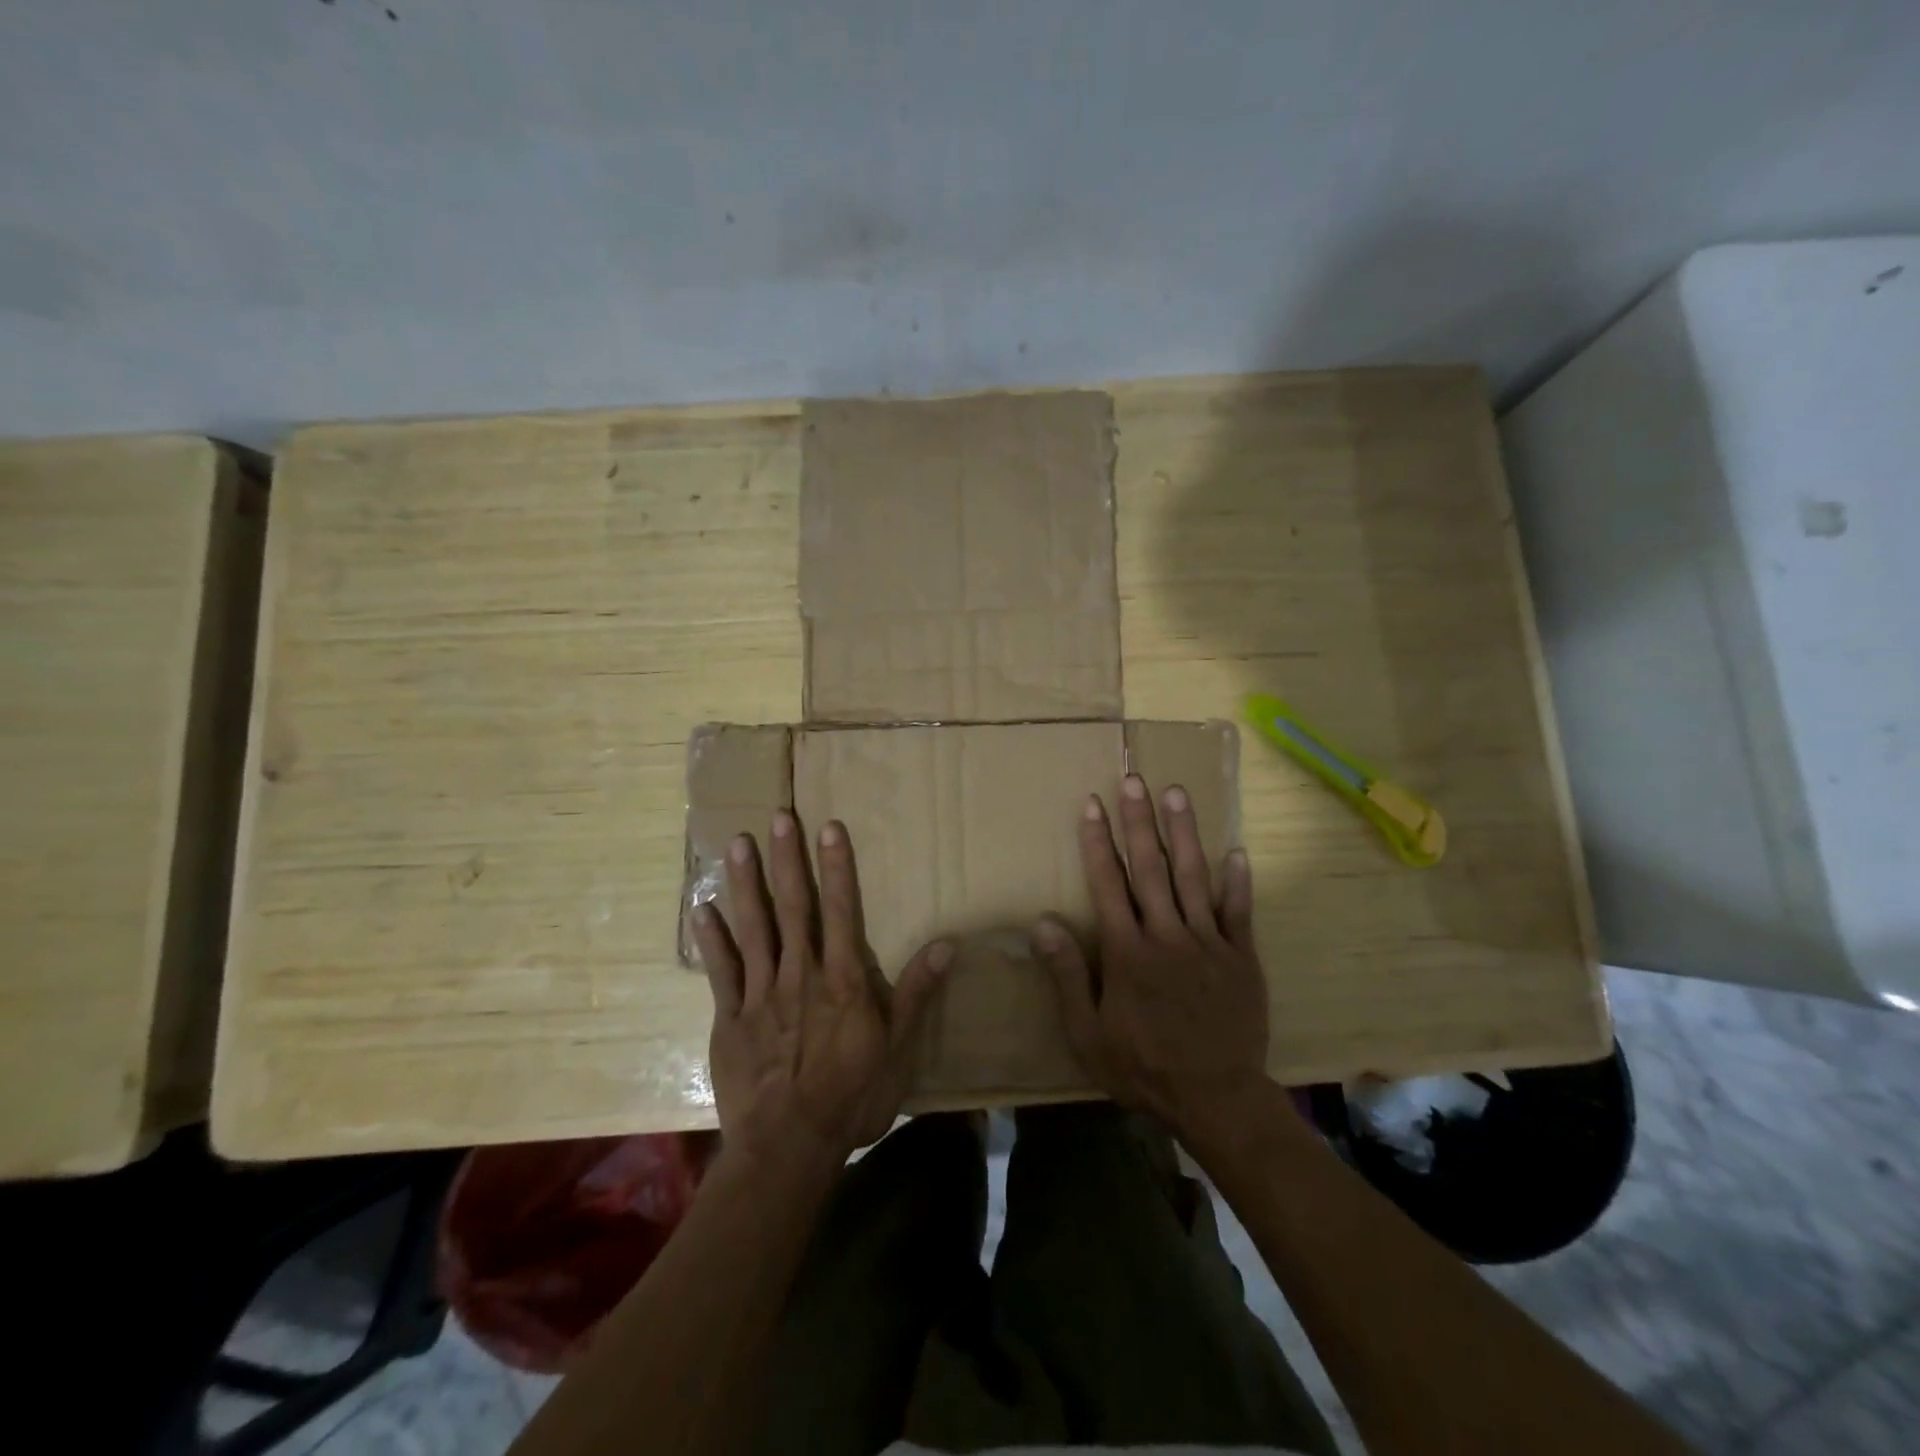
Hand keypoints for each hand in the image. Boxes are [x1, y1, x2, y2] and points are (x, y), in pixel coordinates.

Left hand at [690, 811, 951, 1167]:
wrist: (788, 1146)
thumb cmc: (851, 1096)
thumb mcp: (898, 1048)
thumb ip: (917, 992)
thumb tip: (947, 943)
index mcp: (842, 979)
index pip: (841, 909)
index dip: (836, 866)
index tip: (828, 827)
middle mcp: (800, 974)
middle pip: (793, 907)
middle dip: (787, 860)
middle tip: (778, 817)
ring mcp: (761, 994)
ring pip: (753, 927)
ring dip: (745, 883)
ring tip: (738, 844)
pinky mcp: (731, 1018)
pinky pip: (721, 970)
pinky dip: (712, 939)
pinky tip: (702, 909)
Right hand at [1032, 775, 1270, 1138]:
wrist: (1216, 1097)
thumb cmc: (1143, 1067)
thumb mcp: (1088, 1033)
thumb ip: (1067, 975)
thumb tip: (1043, 923)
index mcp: (1128, 952)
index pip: (1108, 883)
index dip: (1098, 842)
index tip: (1092, 805)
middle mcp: (1167, 935)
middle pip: (1150, 867)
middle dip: (1139, 821)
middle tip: (1134, 780)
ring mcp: (1208, 943)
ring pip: (1193, 877)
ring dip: (1183, 833)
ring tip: (1176, 793)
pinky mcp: (1241, 957)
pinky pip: (1238, 911)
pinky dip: (1236, 881)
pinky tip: (1235, 851)